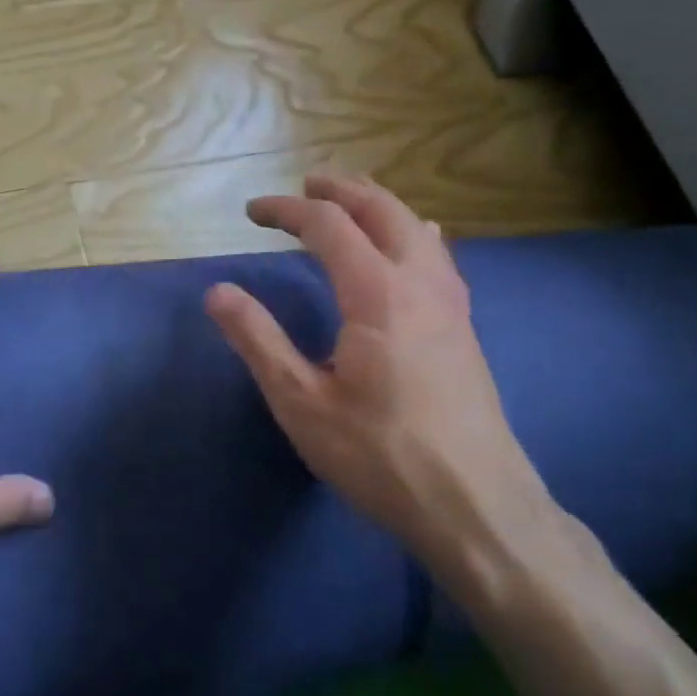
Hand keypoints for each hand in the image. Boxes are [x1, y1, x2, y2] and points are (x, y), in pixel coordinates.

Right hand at [204, 174, 550, 571]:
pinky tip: (413, 244)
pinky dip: (410, 232)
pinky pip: (437, 255)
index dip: (287, 210)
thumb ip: (258, 341)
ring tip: (348, 203)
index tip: (251, 212)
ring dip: (378, 205)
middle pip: (382, 210)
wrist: (478, 508)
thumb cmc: (381, 456)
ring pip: (416, 228)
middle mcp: (420, 283)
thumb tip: (218, 291)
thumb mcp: (302, 403)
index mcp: (377, 293)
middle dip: (340, 190)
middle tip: (304, 186)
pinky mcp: (463, 328)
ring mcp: (451, 304)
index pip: (329, 226)